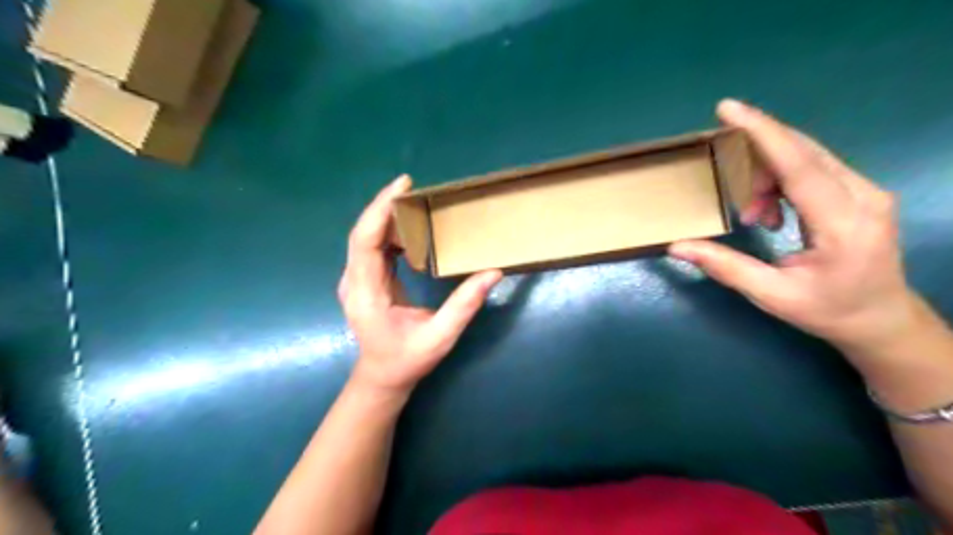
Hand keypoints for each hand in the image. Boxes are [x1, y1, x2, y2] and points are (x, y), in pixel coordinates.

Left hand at [337, 175, 500, 400]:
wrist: (382, 377)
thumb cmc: (407, 360)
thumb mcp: (440, 337)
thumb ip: (464, 305)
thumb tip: (492, 272)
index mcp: (366, 293)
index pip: (366, 241)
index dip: (380, 210)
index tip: (402, 185)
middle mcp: (354, 281)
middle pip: (363, 233)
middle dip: (386, 205)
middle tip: (414, 187)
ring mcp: (356, 279)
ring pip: (366, 237)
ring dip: (388, 217)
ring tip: (416, 202)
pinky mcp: (365, 279)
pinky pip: (373, 247)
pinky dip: (390, 232)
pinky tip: (410, 228)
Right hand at [665, 100, 919, 355]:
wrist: (880, 318)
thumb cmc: (827, 310)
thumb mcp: (771, 295)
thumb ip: (725, 267)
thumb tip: (677, 246)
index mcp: (843, 223)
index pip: (798, 165)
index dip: (762, 133)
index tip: (728, 109)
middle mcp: (863, 196)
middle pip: (801, 152)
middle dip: (756, 160)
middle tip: (731, 189)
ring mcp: (866, 190)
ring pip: (805, 158)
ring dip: (766, 177)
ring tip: (753, 216)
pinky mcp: (859, 192)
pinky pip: (812, 168)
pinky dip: (780, 182)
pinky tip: (771, 213)